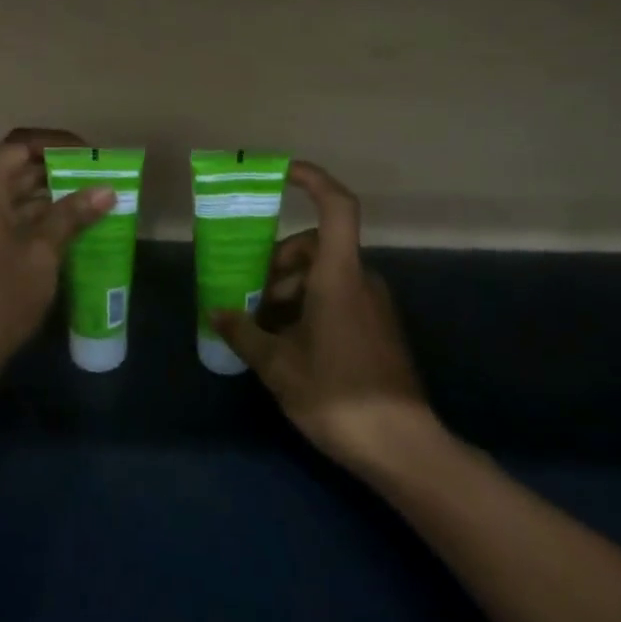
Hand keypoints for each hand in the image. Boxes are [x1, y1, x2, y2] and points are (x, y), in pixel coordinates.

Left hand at [0, 129, 115, 384]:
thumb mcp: (41, 254)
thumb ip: (70, 217)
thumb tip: (105, 189)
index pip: (19, 147)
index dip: (54, 145)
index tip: (88, 156)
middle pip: (20, 171)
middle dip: (60, 171)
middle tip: (100, 179)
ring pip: (21, 198)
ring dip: (55, 198)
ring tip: (97, 202)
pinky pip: (18, 222)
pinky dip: (45, 222)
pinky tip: (77, 232)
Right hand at [211, 161, 432, 468]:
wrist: (403, 448)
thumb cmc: (337, 396)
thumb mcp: (278, 366)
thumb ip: (244, 333)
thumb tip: (217, 312)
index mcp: (339, 277)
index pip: (336, 208)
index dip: (312, 180)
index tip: (282, 173)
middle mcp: (361, 281)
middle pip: (316, 246)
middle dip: (278, 263)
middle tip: (250, 297)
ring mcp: (374, 305)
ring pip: (325, 275)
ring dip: (290, 289)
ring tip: (263, 329)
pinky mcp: (378, 328)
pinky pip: (339, 297)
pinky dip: (309, 306)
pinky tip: (290, 344)